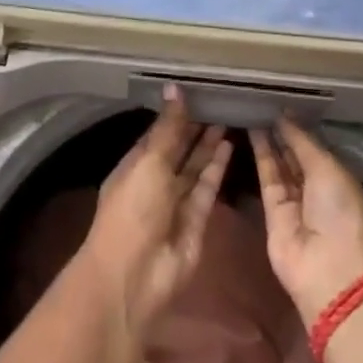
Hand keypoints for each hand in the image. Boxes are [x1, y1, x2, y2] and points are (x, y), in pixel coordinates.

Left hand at [78, 86, 230, 343]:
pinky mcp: (197, 220)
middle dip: (194, 129)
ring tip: (227, 117)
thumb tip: (175, 88)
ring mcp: (175, 202)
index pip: (157, 134)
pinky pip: (207, 188)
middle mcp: (154, 182)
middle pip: (177, 150)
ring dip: (208, 146)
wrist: (136, 274)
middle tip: (218, 101)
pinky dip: (217, 168)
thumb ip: (169, 128)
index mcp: (134, 166)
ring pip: (194, 168)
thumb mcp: (149, 162)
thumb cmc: (134, 209)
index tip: (196, 92)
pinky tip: (229, 145)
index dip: (175, 115)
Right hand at [252, 118, 362, 324]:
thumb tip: (286, 116)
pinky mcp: (272, 214)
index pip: (318, 149)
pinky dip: (261, 156)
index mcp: (342, 180)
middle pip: (297, 157)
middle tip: (263, 103)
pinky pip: (267, 179)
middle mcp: (319, 190)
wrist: (331, 269)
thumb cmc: (342, 212)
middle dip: (283, 133)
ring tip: (254, 110)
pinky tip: (252, 132)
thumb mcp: (329, 169)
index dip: (301, 128)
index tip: (283, 104)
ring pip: (280, 165)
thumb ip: (303, 142)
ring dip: (269, 140)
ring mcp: (295, 203)